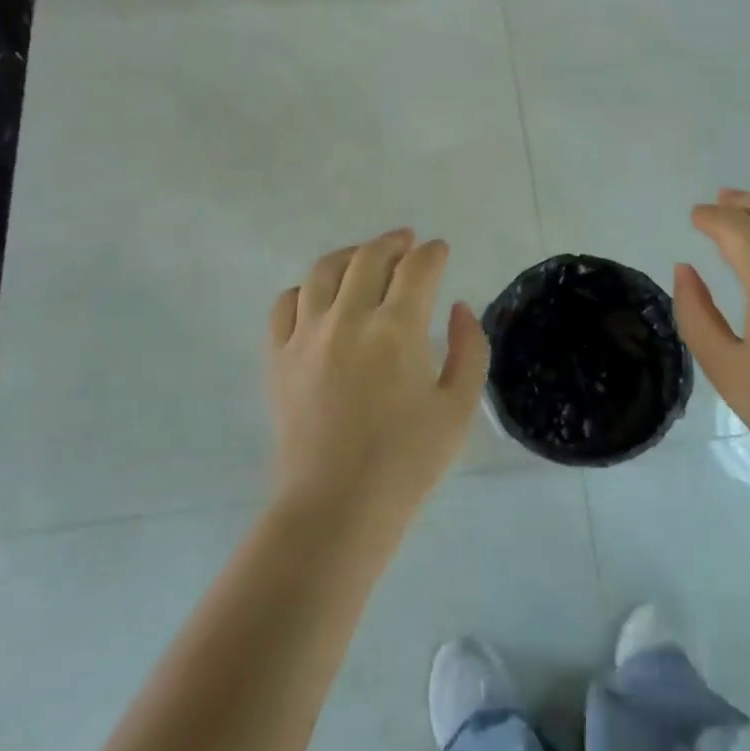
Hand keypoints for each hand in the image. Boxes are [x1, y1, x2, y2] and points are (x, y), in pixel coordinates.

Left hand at [266, 229, 488, 528]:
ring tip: (364, 258)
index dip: (433, 253)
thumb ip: (470, 350)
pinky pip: (285, 304)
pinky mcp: (278, 357)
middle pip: (369, 257)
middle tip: (407, 242)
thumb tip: (458, 308)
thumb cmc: (407, 462)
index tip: (440, 251)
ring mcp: (307, 335)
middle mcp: (349, 319)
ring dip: (350, 255)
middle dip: (393, 242)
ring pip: (323, 271)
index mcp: (397, 329)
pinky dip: (305, 289)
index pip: (417, 268)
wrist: (335, 508)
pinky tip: (318, 298)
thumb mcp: (458, 408)